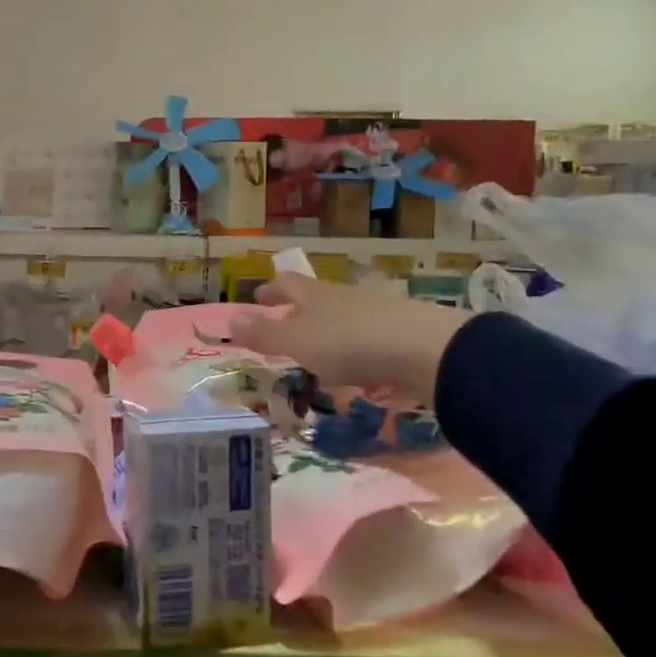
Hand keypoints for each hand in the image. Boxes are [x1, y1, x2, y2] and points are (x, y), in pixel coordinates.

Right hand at [229, 274, 468, 402]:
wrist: (425, 350)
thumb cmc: (349, 343)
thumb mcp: (297, 342)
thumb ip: (264, 334)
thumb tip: (230, 319)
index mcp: (314, 296)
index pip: (287, 284)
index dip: (271, 290)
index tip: (259, 297)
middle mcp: (343, 298)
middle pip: (316, 299)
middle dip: (298, 311)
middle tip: (285, 324)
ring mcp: (376, 314)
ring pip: (343, 319)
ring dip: (328, 333)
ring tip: (319, 354)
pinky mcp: (402, 335)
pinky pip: (369, 340)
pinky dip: (356, 352)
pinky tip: (358, 372)